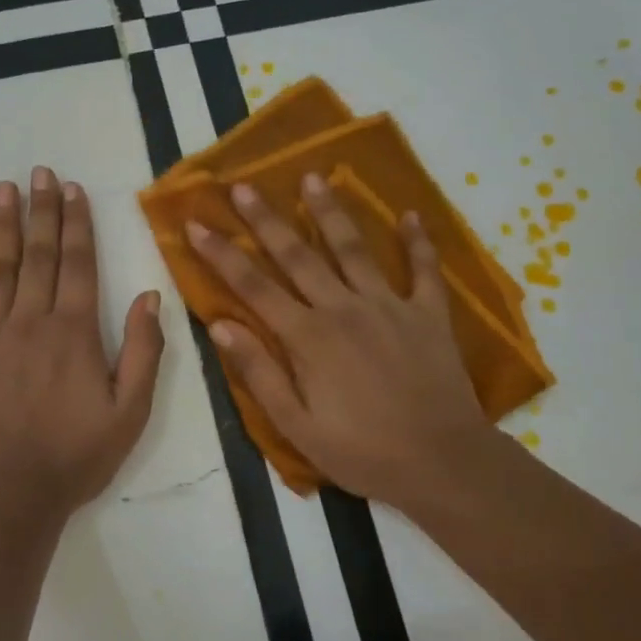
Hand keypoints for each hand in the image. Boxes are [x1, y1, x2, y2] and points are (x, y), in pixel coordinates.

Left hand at [0, 167, 164, 526]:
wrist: (7, 498)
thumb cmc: (75, 458)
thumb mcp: (130, 413)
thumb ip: (145, 352)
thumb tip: (150, 297)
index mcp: (75, 332)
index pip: (79, 264)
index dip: (78, 223)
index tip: (73, 189)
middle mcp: (31, 321)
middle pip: (39, 255)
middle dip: (42, 211)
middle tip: (40, 172)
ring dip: (3, 228)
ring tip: (4, 190)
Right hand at [187, 175, 488, 511]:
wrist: (443, 463)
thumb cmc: (362, 451)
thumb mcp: (297, 425)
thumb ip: (258, 372)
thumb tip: (220, 325)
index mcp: (308, 337)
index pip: (253, 286)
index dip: (222, 254)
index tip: (196, 224)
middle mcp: (344, 309)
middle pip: (297, 255)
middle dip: (266, 219)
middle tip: (243, 186)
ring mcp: (389, 306)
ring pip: (353, 249)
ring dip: (331, 211)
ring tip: (314, 177)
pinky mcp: (428, 314)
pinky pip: (424, 270)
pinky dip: (418, 242)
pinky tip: (410, 214)